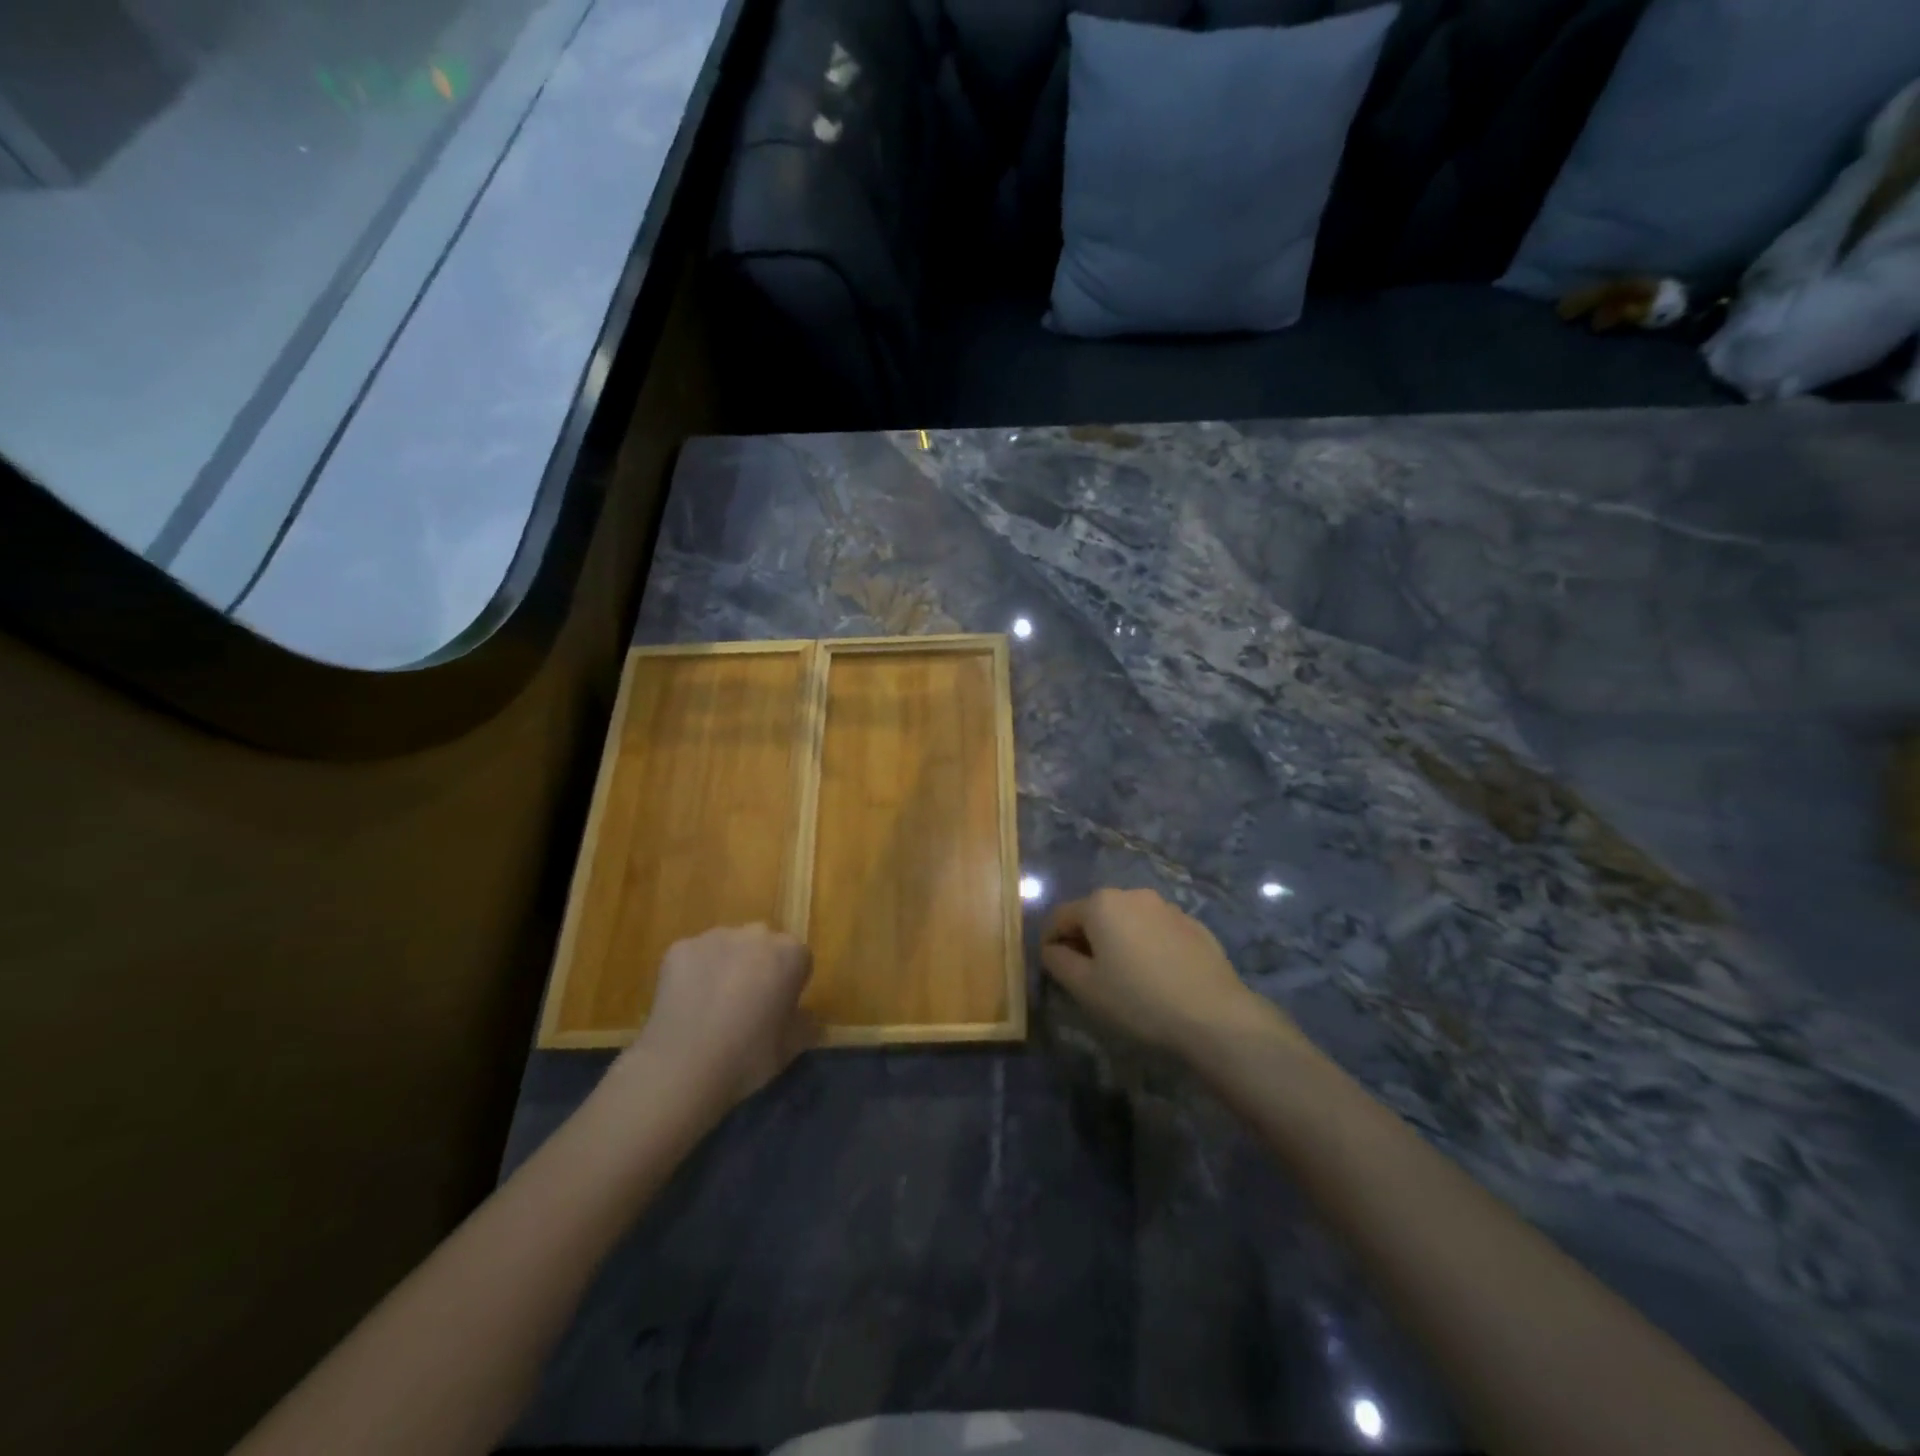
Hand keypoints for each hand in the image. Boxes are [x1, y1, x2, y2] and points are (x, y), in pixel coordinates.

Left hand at [626, 924, 815, 1110]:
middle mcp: (756, 934)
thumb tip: (805, 1016)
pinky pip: (693, 956)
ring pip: (726, 947)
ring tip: (710, 1007)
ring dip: (725, 966)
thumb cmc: (748, 1058)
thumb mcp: (791, 1047)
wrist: (683, 1068)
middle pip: (763, 946)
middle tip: (745, 1005)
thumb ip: (806, 1023)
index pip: (798, 959)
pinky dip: (692, 973)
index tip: (777, 1009)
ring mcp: (714, 937)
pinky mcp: (679, 948)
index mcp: (790, 953)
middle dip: (758, 967)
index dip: (789, 984)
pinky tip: (686, 1004)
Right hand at [1041, 888, 1294, 1057]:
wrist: (1214, 1015)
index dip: (1050, 941)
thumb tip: (1051, 949)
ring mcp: (1167, 907)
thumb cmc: (1138, 1000)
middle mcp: (1133, 894)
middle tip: (1086, 975)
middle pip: (1095, 914)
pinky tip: (1157, 976)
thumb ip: (1057, 962)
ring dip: (1118, 941)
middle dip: (1085, 939)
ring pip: (1128, 920)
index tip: (1052, 968)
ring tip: (1124, 977)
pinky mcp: (1194, 924)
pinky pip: (1156, 930)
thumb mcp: (1085, 988)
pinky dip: (1147, 946)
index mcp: (1101, 904)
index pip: (1060, 916)